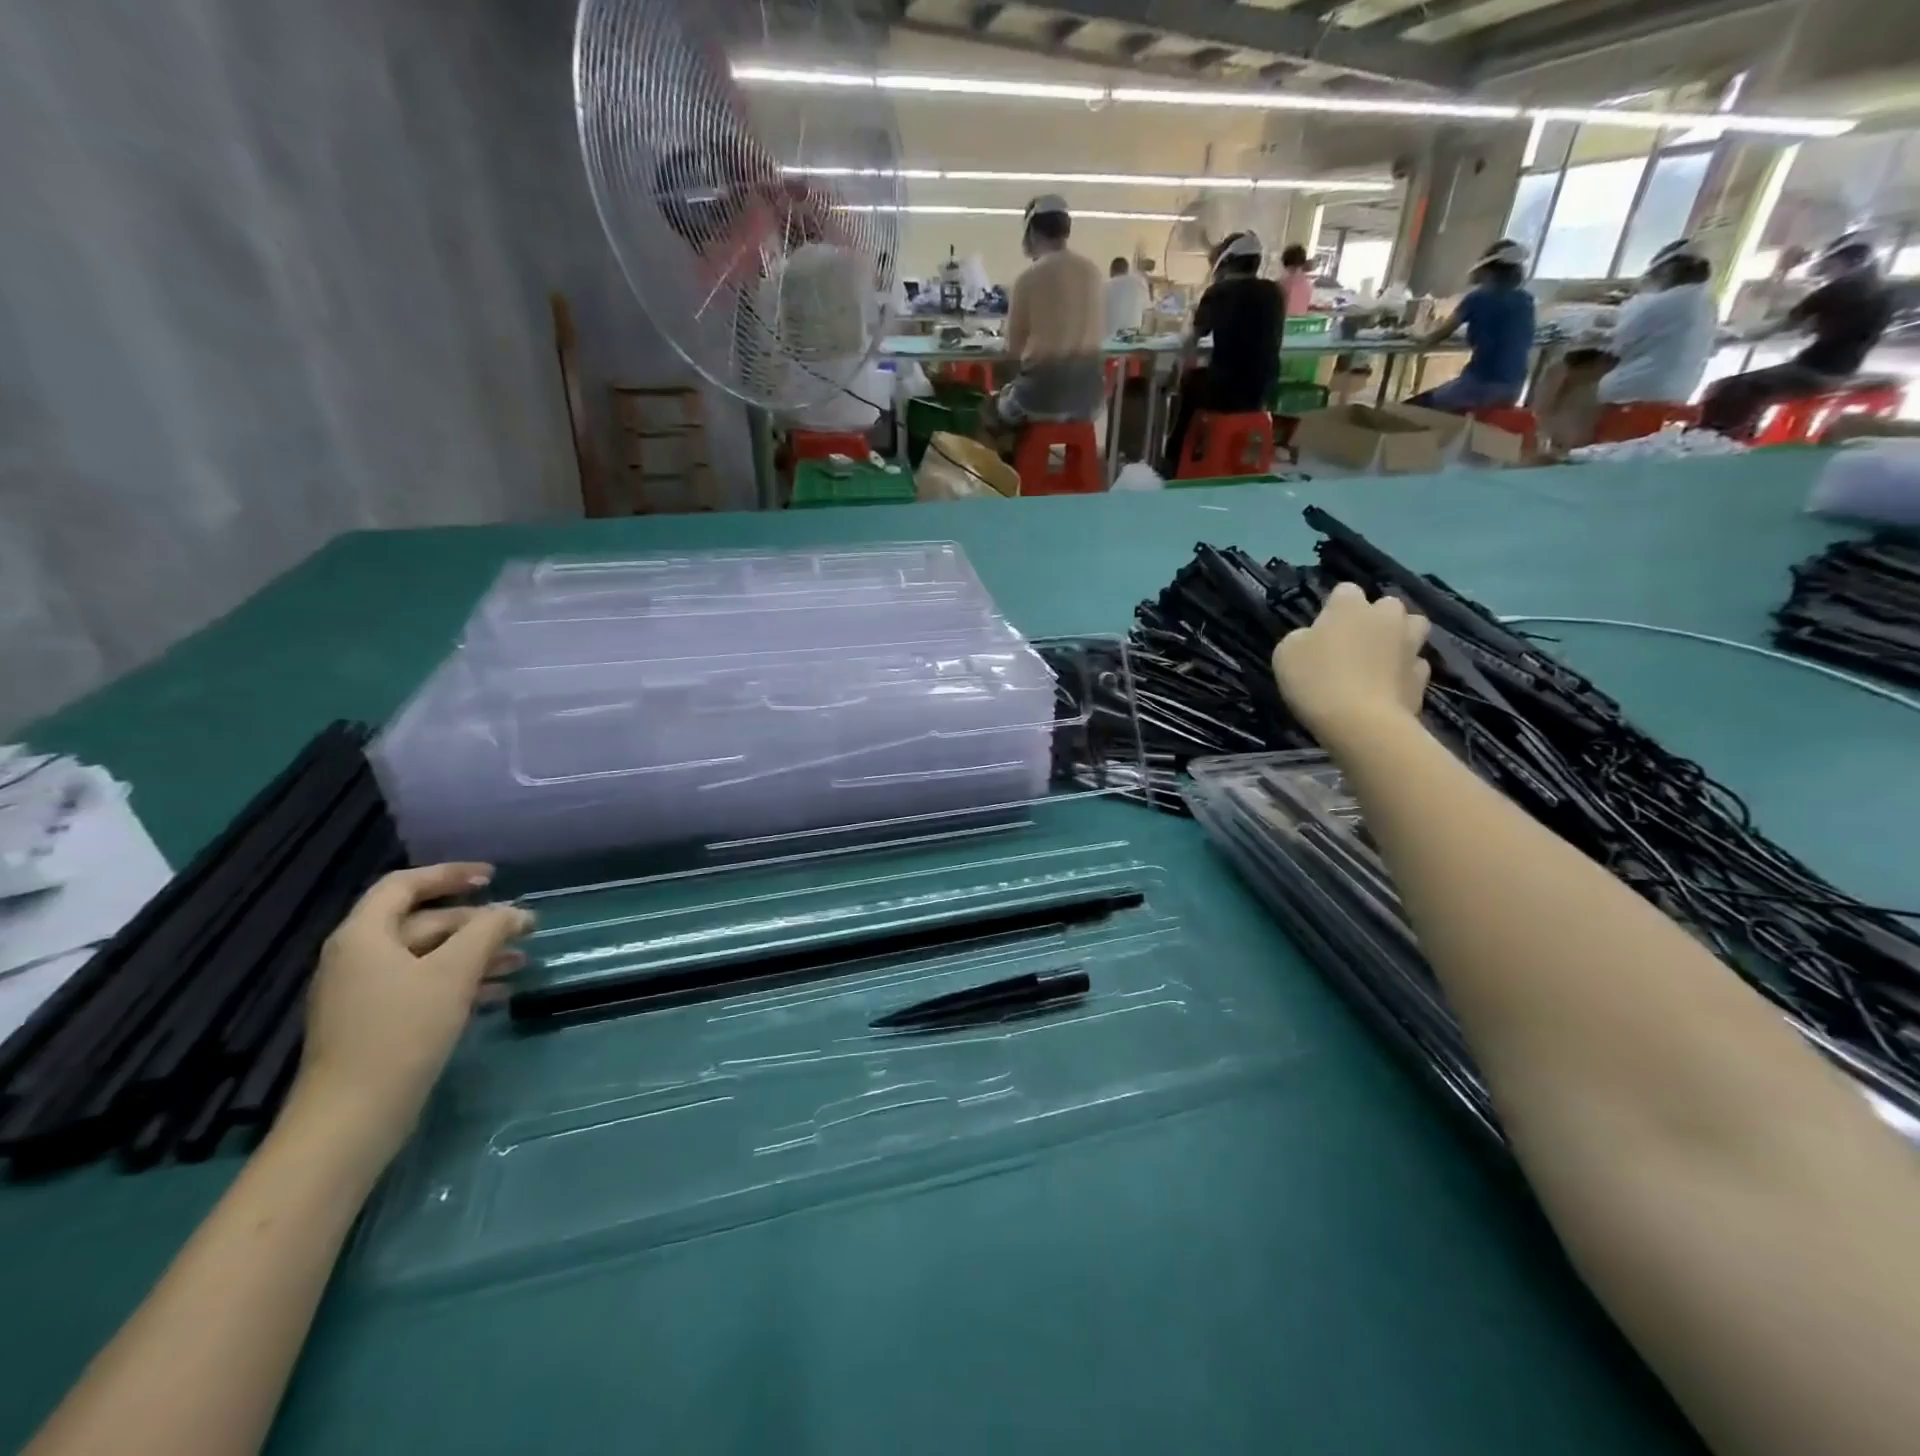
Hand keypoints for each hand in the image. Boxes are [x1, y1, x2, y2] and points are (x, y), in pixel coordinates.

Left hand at [289, 863, 534, 1167]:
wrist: (352, 1118)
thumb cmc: (402, 1032)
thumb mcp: (454, 972)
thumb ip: (487, 931)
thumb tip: (513, 912)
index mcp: (364, 937)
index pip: (404, 885)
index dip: (450, 874)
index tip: (493, 878)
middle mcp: (358, 958)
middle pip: (422, 922)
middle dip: (475, 922)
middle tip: (521, 928)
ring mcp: (364, 995)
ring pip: (428, 957)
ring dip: (475, 954)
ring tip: (520, 962)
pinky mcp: (376, 1025)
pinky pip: (424, 986)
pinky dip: (461, 982)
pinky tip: (497, 995)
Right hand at [1272, 582, 1430, 744]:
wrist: (1360, 723)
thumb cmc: (1316, 680)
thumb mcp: (1286, 654)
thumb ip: (1302, 638)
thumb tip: (1315, 638)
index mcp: (1350, 607)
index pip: (1345, 591)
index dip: (1333, 607)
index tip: (1322, 628)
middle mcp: (1386, 618)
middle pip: (1386, 605)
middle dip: (1374, 618)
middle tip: (1354, 642)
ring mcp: (1410, 647)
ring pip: (1413, 628)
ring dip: (1399, 637)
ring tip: (1380, 658)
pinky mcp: (1422, 678)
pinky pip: (1415, 665)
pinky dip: (1403, 672)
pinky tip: (1387, 686)